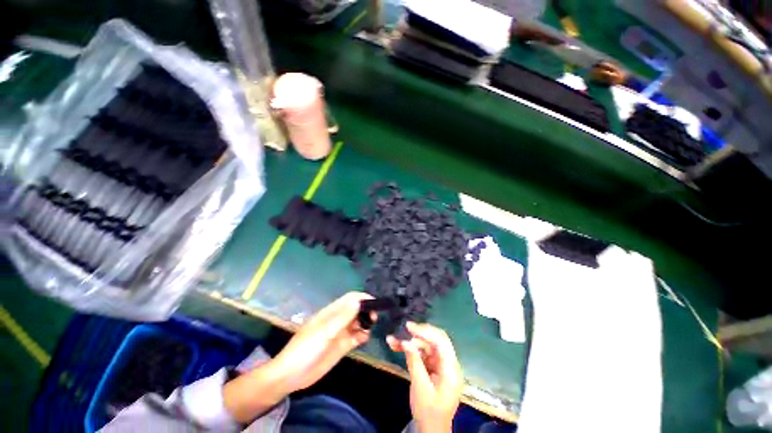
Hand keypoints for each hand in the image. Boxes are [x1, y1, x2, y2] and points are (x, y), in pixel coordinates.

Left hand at [271, 291, 374, 391]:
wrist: (291, 376)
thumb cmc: (305, 349)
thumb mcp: (324, 332)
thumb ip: (342, 317)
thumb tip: (359, 301)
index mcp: (332, 312)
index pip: (350, 298)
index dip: (362, 298)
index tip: (375, 303)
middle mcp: (338, 320)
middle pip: (356, 309)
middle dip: (366, 310)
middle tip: (374, 318)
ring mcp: (341, 333)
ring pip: (358, 323)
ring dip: (366, 323)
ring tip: (370, 328)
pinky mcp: (342, 346)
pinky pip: (356, 337)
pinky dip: (363, 336)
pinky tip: (365, 339)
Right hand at [387, 322, 462, 432]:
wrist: (431, 430)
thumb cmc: (429, 412)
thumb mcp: (420, 388)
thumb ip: (414, 362)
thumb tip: (406, 341)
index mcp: (451, 368)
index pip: (441, 342)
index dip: (426, 331)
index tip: (409, 327)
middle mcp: (447, 362)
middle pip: (435, 340)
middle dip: (418, 333)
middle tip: (403, 328)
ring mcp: (439, 364)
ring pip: (425, 345)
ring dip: (410, 341)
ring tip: (392, 339)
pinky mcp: (432, 366)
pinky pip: (421, 353)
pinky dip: (410, 349)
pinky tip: (396, 346)